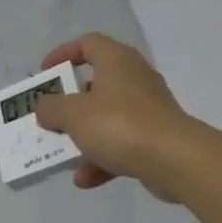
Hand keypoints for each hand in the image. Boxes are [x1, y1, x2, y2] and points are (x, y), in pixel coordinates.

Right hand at [34, 34, 191, 198]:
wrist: (176, 160)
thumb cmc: (118, 124)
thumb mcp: (71, 113)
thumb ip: (50, 108)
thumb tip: (46, 109)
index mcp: (116, 60)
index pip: (87, 43)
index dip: (62, 54)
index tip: (45, 74)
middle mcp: (134, 78)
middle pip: (95, 84)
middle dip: (70, 104)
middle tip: (51, 117)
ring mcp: (148, 109)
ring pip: (107, 118)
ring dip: (83, 137)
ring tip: (63, 155)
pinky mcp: (157, 138)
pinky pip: (122, 144)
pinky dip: (102, 159)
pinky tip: (85, 179)